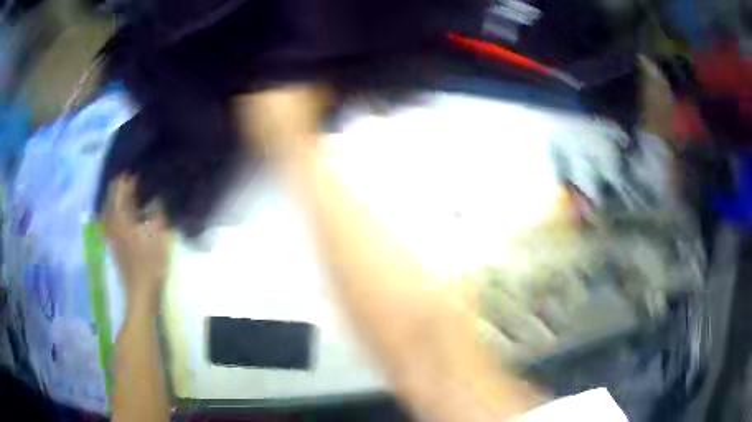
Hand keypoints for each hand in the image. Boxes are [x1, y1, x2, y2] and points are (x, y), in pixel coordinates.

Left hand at [103, 176, 171, 314]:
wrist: (141, 292)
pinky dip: (119, 211)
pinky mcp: (114, 242)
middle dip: (122, 185)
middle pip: (112, 196)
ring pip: (111, 208)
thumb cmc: (150, 262)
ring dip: (120, 198)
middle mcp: (112, 222)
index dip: (128, 176)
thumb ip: (158, 210)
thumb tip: (159, 194)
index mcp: (120, 217)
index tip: (141, 168)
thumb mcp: (159, 233)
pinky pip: (113, 218)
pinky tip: (127, 211)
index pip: (119, 187)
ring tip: (132, 192)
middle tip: (137, 177)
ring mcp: (111, 233)